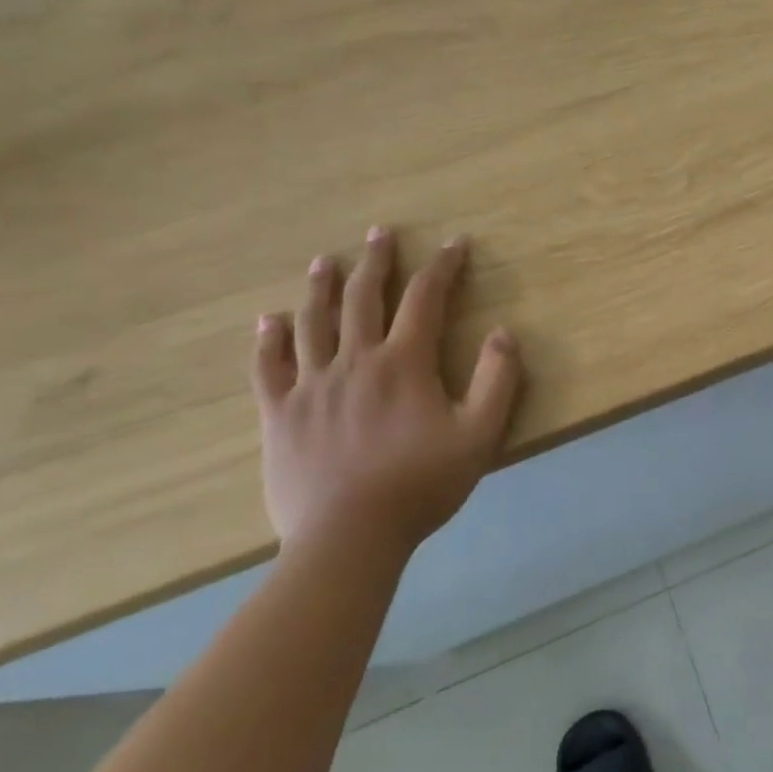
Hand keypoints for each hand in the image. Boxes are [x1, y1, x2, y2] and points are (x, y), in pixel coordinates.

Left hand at [252, 227, 520, 555]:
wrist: (348, 538)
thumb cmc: (421, 485)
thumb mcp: (480, 435)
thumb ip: (498, 381)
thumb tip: (504, 333)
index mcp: (404, 363)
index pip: (426, 298)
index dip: (443, 266)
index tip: (455, 244)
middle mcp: (355, 361)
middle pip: (364, 297)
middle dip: (376, 261)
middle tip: (379, 232)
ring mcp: (312, 386)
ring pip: (313, 322)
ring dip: (321, 287)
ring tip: (325, 261)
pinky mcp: (280, 415)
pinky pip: (268, 368)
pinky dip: (269, 341)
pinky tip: (269, 321)